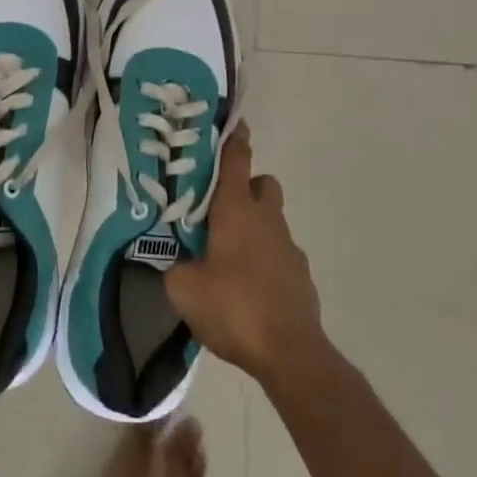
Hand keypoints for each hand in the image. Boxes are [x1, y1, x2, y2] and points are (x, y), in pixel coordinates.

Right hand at [164, 125, 326, 383]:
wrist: (290, 353)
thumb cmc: (233, 307)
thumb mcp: (183, 288)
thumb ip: (174, 265)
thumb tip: (174, 261)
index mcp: (236, 209)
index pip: (237, 159)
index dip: (234, 139)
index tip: (232, 123)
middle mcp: (266, 218)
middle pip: (263, 184)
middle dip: (246, 188)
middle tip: (219, 210)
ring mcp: (289, 247)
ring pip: (272, 220)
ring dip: (255, 227)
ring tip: (229, 257)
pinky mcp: (302, 276)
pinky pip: (280, 254)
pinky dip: (266, 261)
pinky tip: (249, 288)